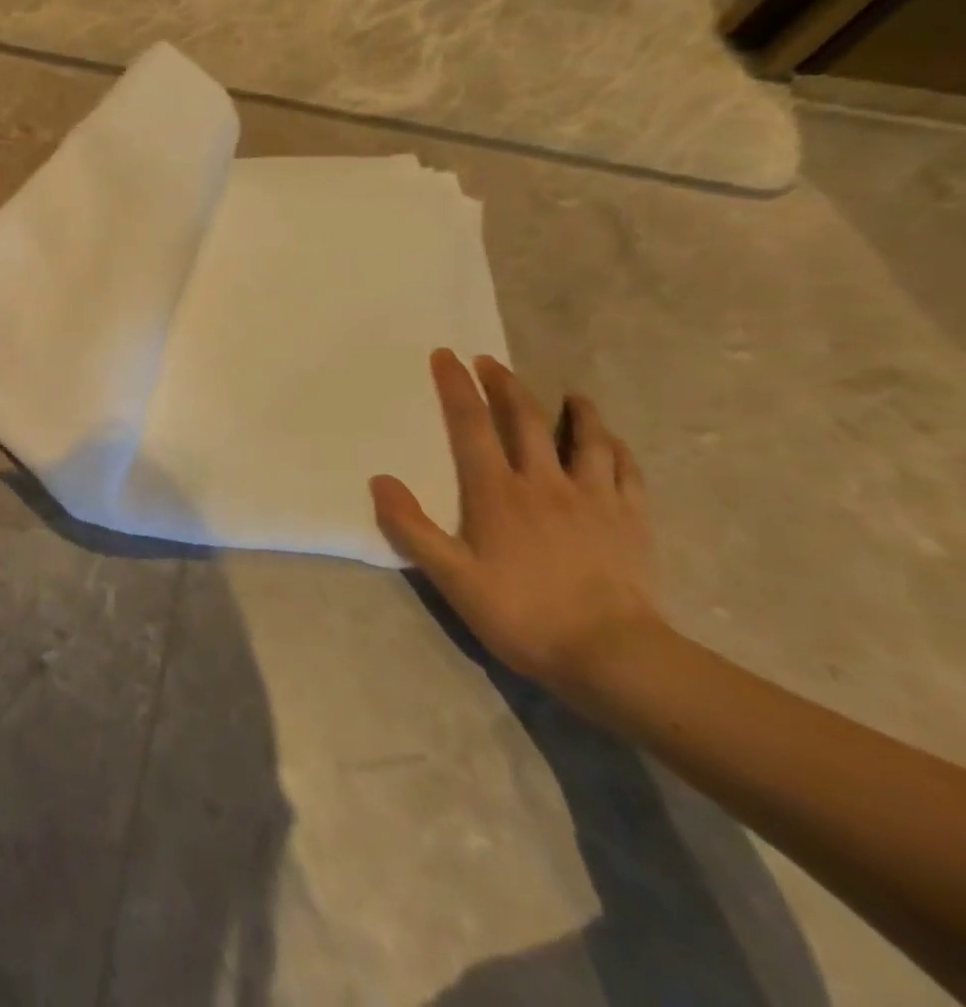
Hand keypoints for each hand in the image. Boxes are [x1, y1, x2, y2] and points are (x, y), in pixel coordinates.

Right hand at [370, 350, 661, 693]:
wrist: (613, 656)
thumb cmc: (522, 614)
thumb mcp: (451, 577)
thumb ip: (412, 528)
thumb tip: (381, 480)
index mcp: (497, 493)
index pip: (471, 427)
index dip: (457, 388)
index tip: (446, 356)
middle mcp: (544, 483)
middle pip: (525, 420)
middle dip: (505, 384)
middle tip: (490, 360)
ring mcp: (593, 498)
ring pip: (585, 438)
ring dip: (573, 409)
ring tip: (568, 391)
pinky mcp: (631, 520)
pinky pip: (625, 470)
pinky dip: (615, 447)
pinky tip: (612, 442)